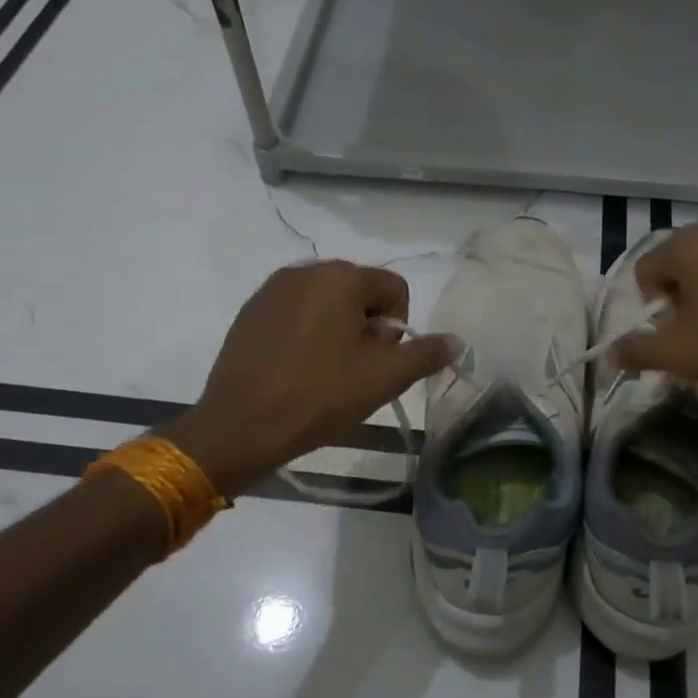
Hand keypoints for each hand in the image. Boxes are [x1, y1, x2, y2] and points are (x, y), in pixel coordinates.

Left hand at [160, 261, 453, 496]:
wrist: (240, 426)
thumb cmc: (320, 395)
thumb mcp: (385, 377)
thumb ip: (427, 353)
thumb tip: (456, 340)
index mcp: (341, 276)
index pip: (395, 289)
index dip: (398, 328)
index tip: (379, 363)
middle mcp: (306, 270)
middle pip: (360, 293)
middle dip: (368, 327)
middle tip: (356, 371)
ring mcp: (272, 290)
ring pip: (327, 303)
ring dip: (338, 331)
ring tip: (326, 373)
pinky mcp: (250, 312)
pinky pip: (296, 314)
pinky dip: (306, 334)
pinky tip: (297, 369)